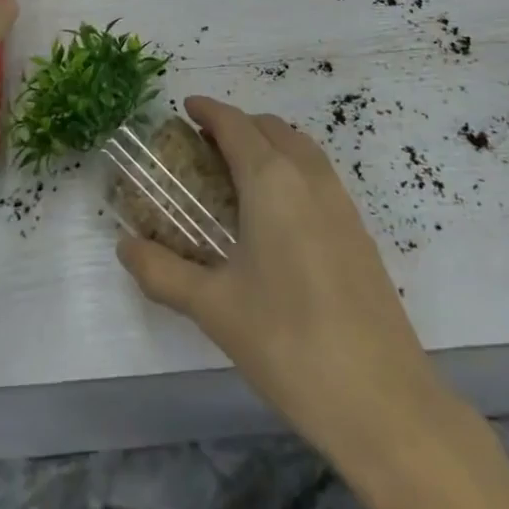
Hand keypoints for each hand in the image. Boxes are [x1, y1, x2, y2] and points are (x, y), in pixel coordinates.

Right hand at [117, 97, 508, 508]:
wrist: (383, 401)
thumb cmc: (288, 343)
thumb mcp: (213, 308)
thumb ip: (162, 271)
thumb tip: (125, 247)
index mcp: (271, 180)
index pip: (235, 125)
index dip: (208, 110)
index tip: (184, 107)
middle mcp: (308, 177)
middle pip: (270, 127)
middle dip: (236, 124)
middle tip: (203, 146)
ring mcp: (341, 202)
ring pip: (299, 147)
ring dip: (267, 143)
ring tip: (237, 174)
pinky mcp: (359, 231)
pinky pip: (318, 174)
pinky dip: (291, 167)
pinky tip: (276, 213)